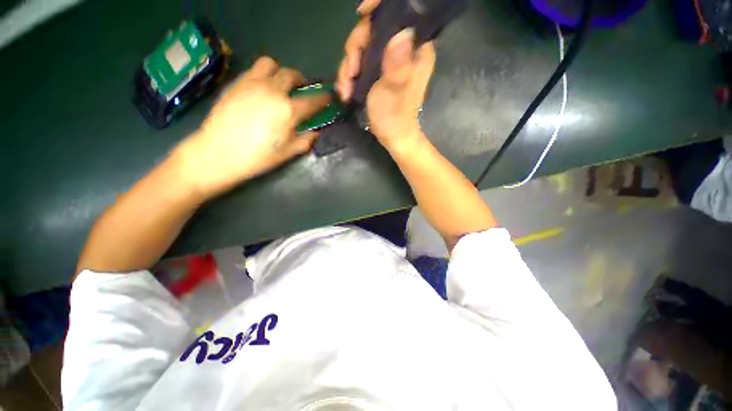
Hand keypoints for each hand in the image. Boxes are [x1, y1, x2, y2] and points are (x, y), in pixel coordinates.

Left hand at [177, 57, 329, 197]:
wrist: (218, 153)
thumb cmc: (258, 157)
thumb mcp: (288, 152)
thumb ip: (306, 140)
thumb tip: (317, 132)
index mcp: (288, 110)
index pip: (313, 100)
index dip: (324, 98)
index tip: (329, 97)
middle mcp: (272, 90)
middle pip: (292, 75)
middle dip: (302, 81)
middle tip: (302, 90)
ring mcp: (252, 83)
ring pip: (270, 64)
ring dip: (280, 72)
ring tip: (280, 85)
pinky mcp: (236, 83)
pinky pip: (254, 70)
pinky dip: (263, 75)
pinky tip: (262, 90)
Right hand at [336, 0, 435, 150]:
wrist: (393, 138)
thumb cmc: (395, 119)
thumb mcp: (393, 93)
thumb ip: (397, 66)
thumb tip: (402, 33)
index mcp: (416, 50)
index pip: (401, 14)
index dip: (379, 8)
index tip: (360, 14)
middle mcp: (405, 49)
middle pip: (374, 29)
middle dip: (355, 50)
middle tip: (348, 74)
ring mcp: (390, 60)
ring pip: (363, 46)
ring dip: (348, 67)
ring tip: (344, 90)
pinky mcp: (380, 70)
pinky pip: (360, 61)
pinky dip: (350, 74)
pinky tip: (345, 90)